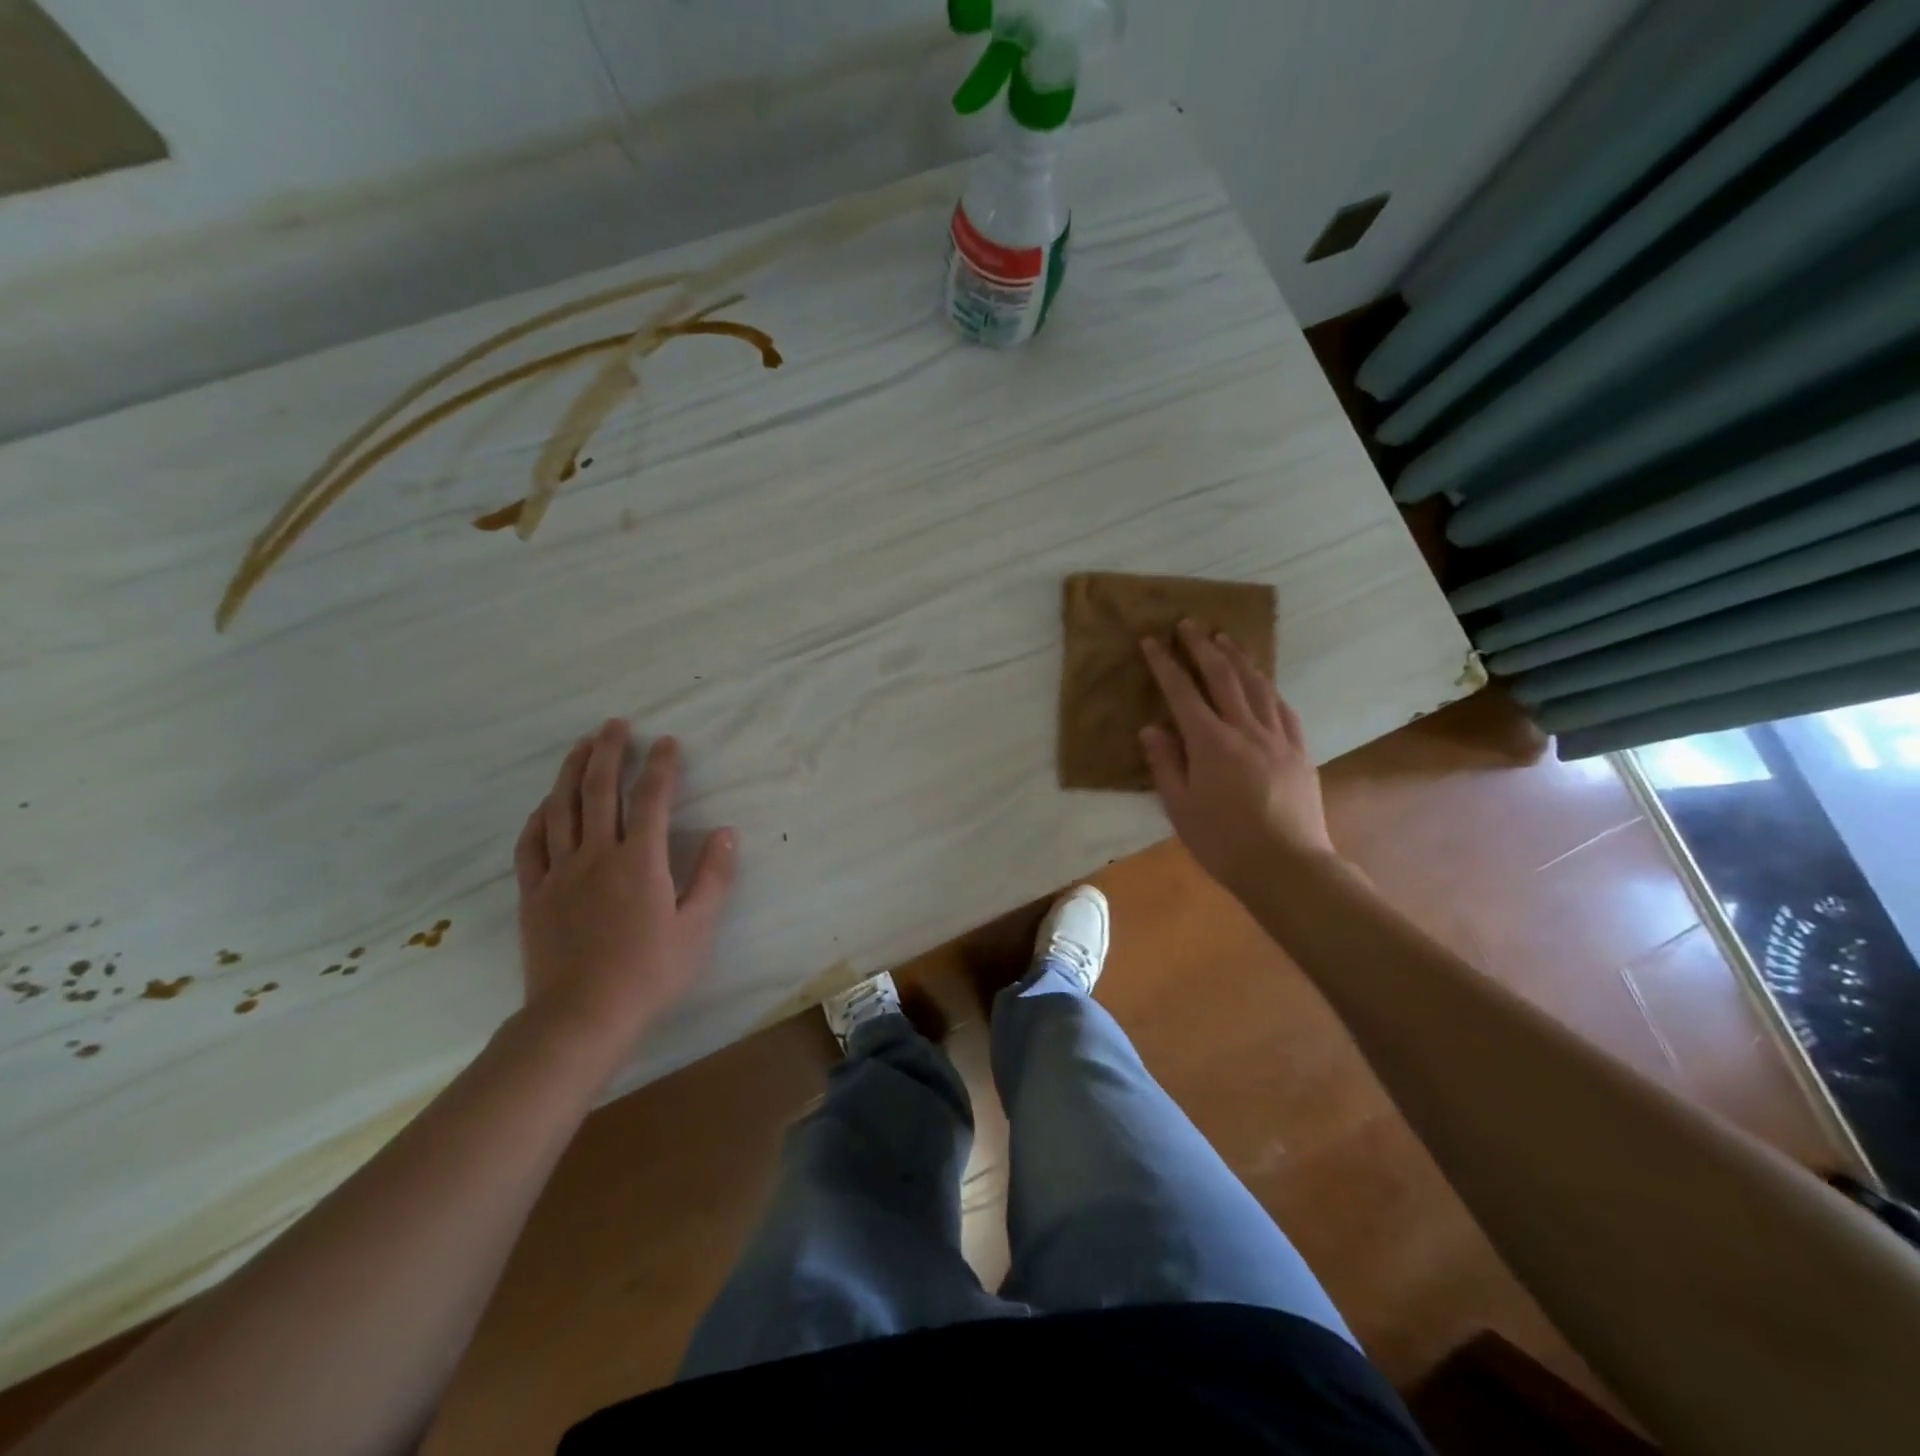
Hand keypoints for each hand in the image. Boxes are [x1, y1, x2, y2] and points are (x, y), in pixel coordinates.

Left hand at [513, 720, 734, 1064]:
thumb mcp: (697, 928)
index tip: (667, 742)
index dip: (660, 766)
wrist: (581, 1018)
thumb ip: (714, 877)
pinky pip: (531, 844)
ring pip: (561, 808)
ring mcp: (559, 873)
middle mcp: (596, 855)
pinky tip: (545, 804)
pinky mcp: (534, 894)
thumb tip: (726, 833)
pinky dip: (539, 817)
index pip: (651, 798)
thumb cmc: (649, 973)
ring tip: (580, 745)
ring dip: (570, 771)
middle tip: (615, 724)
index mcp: (639, 861)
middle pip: (598, 790)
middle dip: (608, 751)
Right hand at [1140, 621, 1337, 888]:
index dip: (1165, 663)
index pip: (1182, 692)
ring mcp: (1277, 737)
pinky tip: (1262, 682)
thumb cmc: (1223, 842)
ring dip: (1238, 658)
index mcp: (1210, 743)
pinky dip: (1268, 688)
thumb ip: (1165, 763)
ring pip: (1256, 685)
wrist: (1287, 866)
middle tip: (1188, 623)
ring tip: (1224, 638)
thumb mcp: (1180, 807)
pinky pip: (1282, 708)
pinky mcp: (1299, 751)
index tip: (1152, 640)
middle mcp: (1245, 729)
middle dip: (1201, 647)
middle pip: (1222, 677)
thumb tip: (1152, 728)